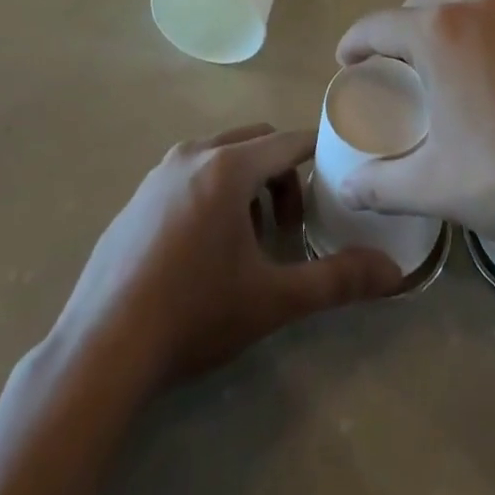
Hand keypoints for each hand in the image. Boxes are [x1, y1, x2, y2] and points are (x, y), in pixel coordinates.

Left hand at [54, 124, 402, 391]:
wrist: (100, 351)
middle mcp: (193, 154)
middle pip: (256, 142)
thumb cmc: (193, 315)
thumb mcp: (272, 300)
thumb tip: (394, 273)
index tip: (336, 180)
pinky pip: (188, 174)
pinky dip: (211, 192)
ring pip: (220, 156)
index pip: (289, 142)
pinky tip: (202, 250)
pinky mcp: (136, 197)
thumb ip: (336, 281)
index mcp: (228, 167)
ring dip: (245, 183)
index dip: (318, 155)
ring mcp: (158, 173)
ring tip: (247, 241)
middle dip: (280, 175)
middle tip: (285, 228)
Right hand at [334, 0, 494, 260]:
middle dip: (403, 31)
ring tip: (458, 58)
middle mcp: (478, 3)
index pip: (378, 25)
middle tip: (404, 70)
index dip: (356, 41)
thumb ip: (382, 186)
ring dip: (452, 21)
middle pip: (423, 5)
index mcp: (437, 33)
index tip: (348, 60)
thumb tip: (345, 188)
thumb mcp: (438, 188)